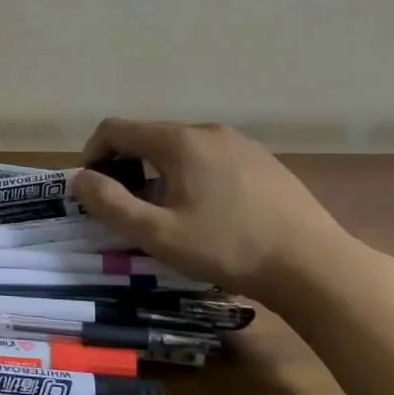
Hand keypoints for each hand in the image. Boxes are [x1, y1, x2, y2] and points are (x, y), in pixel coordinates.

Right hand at [70, 120, 348, 306]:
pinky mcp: (262, 160)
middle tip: (125, 206)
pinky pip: (209, 157)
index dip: (92, 154)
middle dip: (124, 165)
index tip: (92, 190)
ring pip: (179, 148)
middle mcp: (207, 130)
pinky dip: (189, 175)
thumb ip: (110, 204)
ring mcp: (239, 143)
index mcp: (179, 141)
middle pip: (147, 136)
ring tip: (164, 212)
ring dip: (156, 171)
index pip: (116, 129)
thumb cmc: (229, 248)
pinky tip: (206, 211)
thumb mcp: (158, 234)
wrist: (314, 266)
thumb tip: (79, 179)